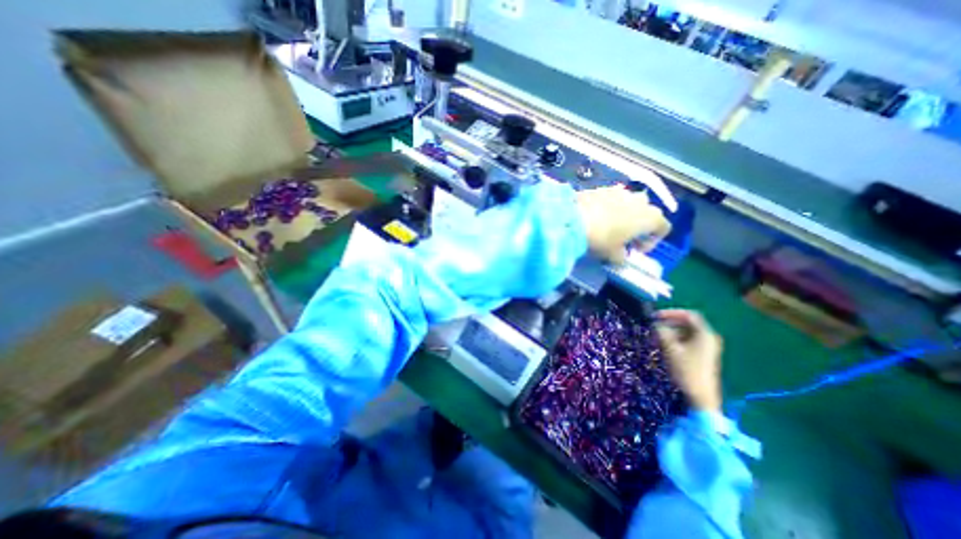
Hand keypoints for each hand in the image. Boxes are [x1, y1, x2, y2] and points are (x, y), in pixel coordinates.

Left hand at [578, 183, 670, 262]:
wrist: (573, 218)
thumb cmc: (601, 238)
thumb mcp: (613, 255)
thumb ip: (622, 258)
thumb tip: (621, 257)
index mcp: (650, 217)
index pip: (663, 227)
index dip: (652, 241)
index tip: (635, 250)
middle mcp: (640, 200)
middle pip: (647, 213)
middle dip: (638, 226)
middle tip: (623, 239)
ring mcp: (621, 191)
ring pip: (629, 204)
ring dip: (624, 215)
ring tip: (608, 228)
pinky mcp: (602, 188)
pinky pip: (611, 199)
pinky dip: (608, 208)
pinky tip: (595, 218)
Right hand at [658, 309, 723, 410]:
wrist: (700, 396)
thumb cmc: (686, 370)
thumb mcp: (671, 349)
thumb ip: (662, 332)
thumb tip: (655, 322)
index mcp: (705, 334)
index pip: (689, 315)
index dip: (671, 312)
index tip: (656, 316)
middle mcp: (709, 338)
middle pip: (688, 323)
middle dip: (670, 323)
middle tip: (654, 327)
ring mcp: (707, 348)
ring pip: (687, 333)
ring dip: (671, 332)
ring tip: (657, 337)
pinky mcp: (703, 356)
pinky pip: (688, 341)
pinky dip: (676, 340)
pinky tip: (666, 346)